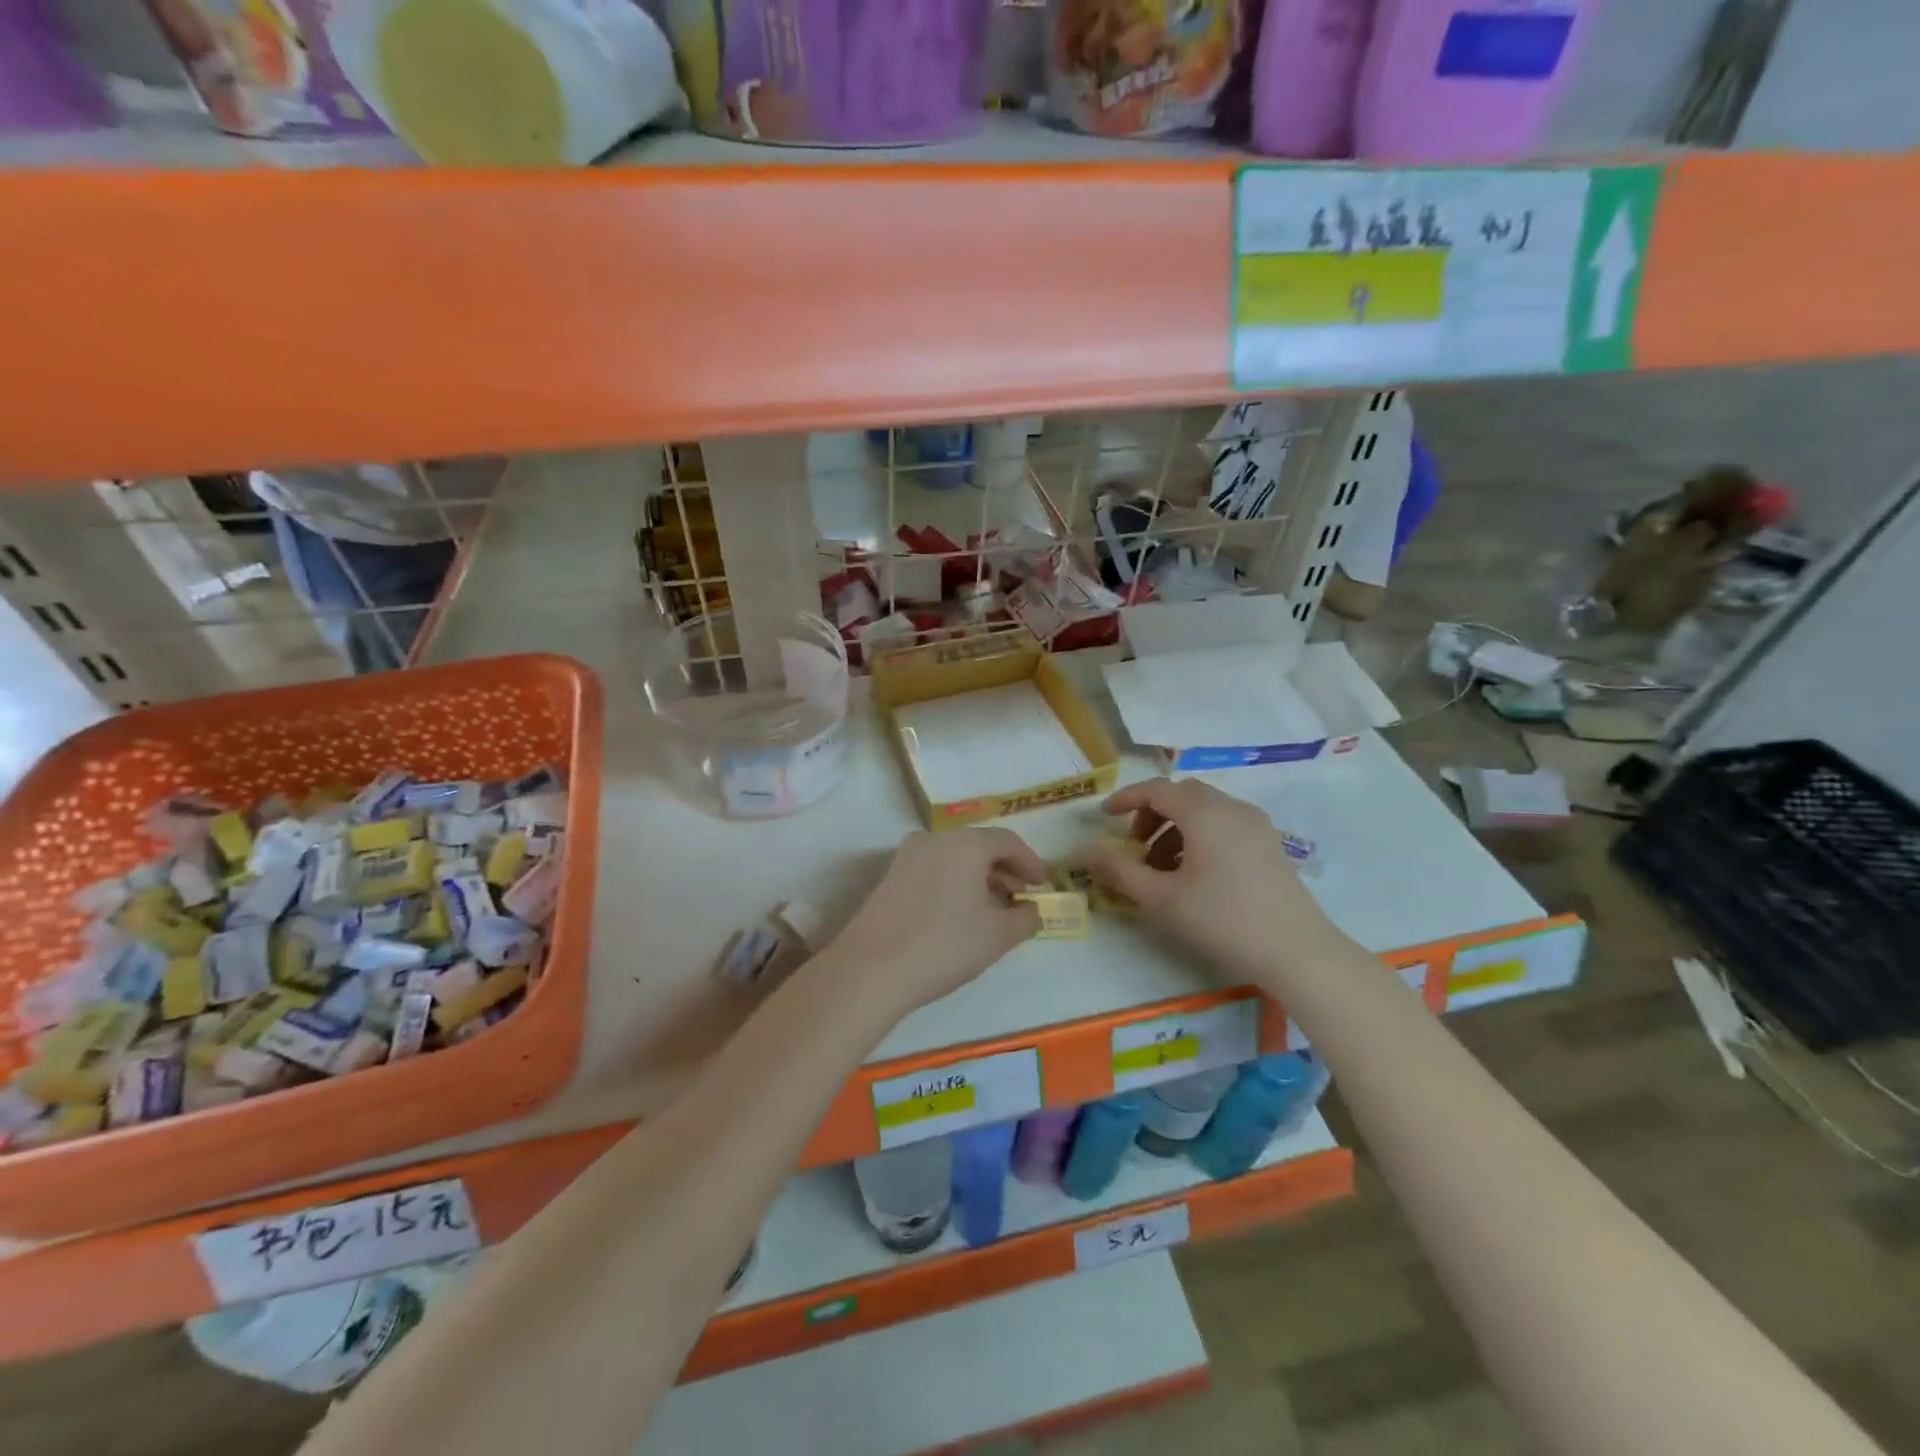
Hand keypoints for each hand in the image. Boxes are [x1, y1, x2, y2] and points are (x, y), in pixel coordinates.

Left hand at [825, 829, 1048, 1016]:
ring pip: (954, 858)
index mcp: (965, 844)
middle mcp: (934, 839)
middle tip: (1022, 897)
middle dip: (1005, 870)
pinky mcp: (890, 876)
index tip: (1044, 885)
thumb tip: (1032, 910)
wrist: (871, 969)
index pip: (1007, 841)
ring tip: (995, 909)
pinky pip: (934, 869)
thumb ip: (1025, 918)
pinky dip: (955, 883)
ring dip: (979, 877)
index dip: (1031, 862)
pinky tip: (962, 913)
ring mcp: (907, 856)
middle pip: (979, 846)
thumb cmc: (944, 945)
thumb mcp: (997, 936)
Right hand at [1075, 779, 1334, 981]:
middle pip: (1182, 795)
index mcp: (1204, 813)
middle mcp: (1232, 808)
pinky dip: (1200, 835)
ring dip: (1175, 827)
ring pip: (1205, 810)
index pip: (1156, 789)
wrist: (1297, 952)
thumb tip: (1084, 851)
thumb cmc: (1222, 921)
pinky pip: (1224, 824)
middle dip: (1152, 813)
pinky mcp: (1270, 844)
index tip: (1104, 816)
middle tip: (1135, 845)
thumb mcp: (1161, 899)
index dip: (1126, 798)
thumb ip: (1119, 871)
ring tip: (1161, 867)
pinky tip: (1194, 874)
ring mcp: (1256, 825)